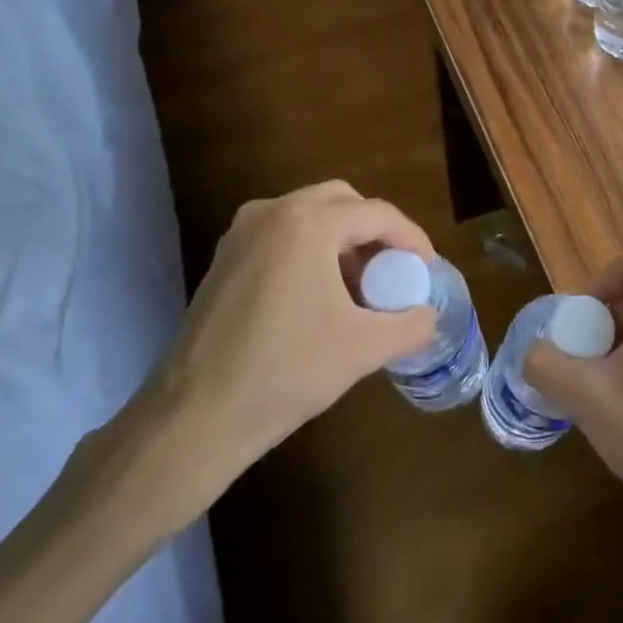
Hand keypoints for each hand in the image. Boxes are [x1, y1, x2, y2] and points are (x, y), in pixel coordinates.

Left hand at [90, 181, 436, 534]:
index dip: (411, 238)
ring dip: (343, 241)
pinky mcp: (224, 259)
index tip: (428, 269)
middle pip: (342, 202)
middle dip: (375, 232)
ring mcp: (241, 234)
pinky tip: (320, 297)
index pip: (377, 213)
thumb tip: (428, 316)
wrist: (193, 419)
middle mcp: (271, 213)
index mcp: (307, 223)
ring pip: (309, 216)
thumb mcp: (364, 348)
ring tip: (361, 287)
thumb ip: (411, 325)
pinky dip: (311, 251)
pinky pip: (282, 236)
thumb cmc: (286, 372)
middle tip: (394, 271)